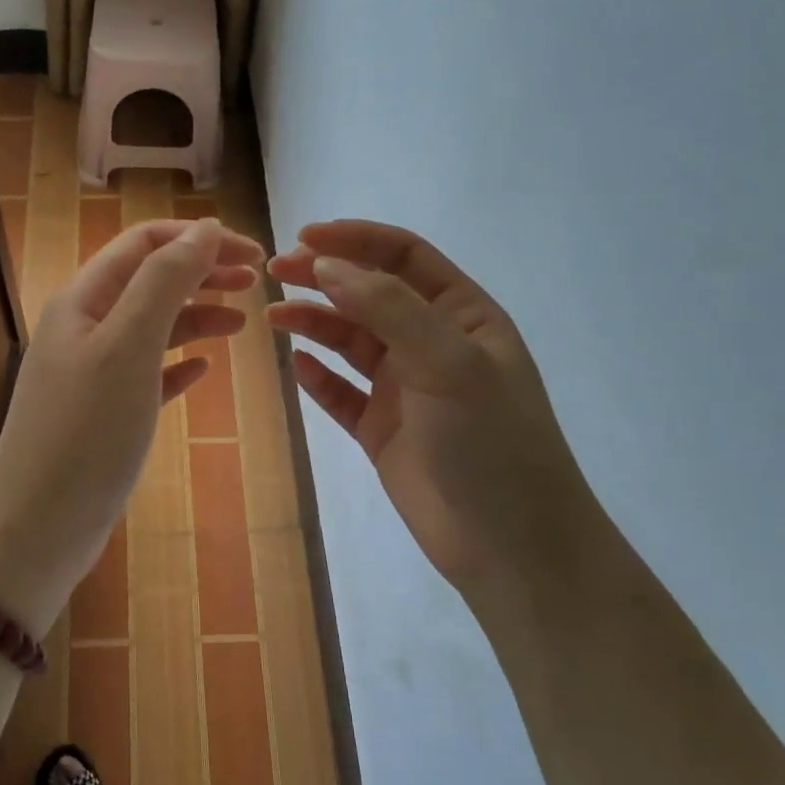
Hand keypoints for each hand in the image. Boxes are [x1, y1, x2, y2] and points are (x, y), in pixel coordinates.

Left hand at [0, 218, 262, 631]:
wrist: (38, 525)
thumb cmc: (85, 432)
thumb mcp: (128, 346)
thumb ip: (164, 282)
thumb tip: (204, 230)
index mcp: (84, 300)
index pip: (145, 243)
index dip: (200, 239)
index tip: (254, 255)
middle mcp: (85, 327)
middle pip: (151, 281)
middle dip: (203, 272)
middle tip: (257, 282)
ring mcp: (93, 372)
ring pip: (153, 327)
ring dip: (197, 315)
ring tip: (242, 322)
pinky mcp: (105, 413)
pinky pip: (149, 373)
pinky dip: (180, 363)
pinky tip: (205, 369)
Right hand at [267, 220, 597, 598]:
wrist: (511, 547)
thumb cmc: (491, 443)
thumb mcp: (449, 363)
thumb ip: (388, 308)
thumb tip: (325, 264)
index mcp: (462, 316)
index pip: (404, 257)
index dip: (355, 240)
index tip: (303, 237)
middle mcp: (432, 344)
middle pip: (369, 294)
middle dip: (324, 277)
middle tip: (274, 272)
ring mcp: (407, 389)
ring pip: (351, 342)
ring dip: (314, 323)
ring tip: (273, 317)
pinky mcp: (383, 430)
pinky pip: (342, 394)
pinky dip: (319, 378)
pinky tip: (296, 367)